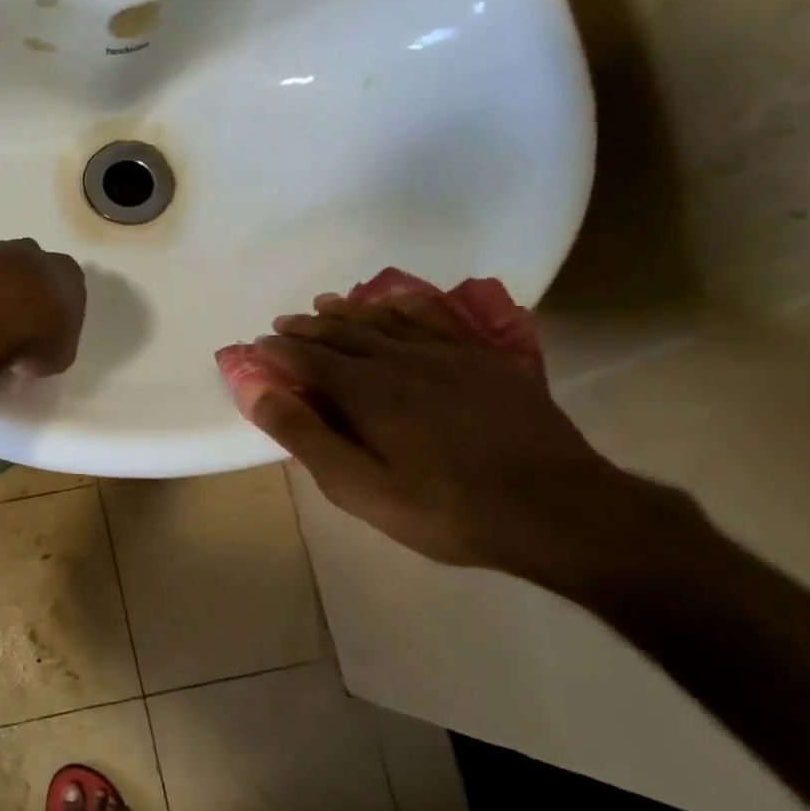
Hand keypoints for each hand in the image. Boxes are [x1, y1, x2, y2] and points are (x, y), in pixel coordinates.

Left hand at [0, 239, 86, 376]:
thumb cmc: (31, 342)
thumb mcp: (59, 356)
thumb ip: (56, 341)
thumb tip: (44, 345)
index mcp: (66, 272)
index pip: (68, 283)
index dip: (55, 307)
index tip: (46, 328)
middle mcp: (30, 252)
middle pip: (30, 267)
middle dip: (22, 289)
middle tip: (13, 322)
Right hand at [246, 293, 651, 583]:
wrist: (555, 510)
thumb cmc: (444, 509)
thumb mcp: (359, 487)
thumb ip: (304, 434)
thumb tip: (254, 388)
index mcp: (367, 391)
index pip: (309, 358)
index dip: (279, 350)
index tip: (257, 346)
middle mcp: (403, 359)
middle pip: (344, 332)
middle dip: (308, 327)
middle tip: (283, 324)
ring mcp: (450, 354)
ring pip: (387, 319)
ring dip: (350, 310)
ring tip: (326, 304)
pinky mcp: (487, 359)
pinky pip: (438, 317)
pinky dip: (408, 303)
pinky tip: (399, 300)